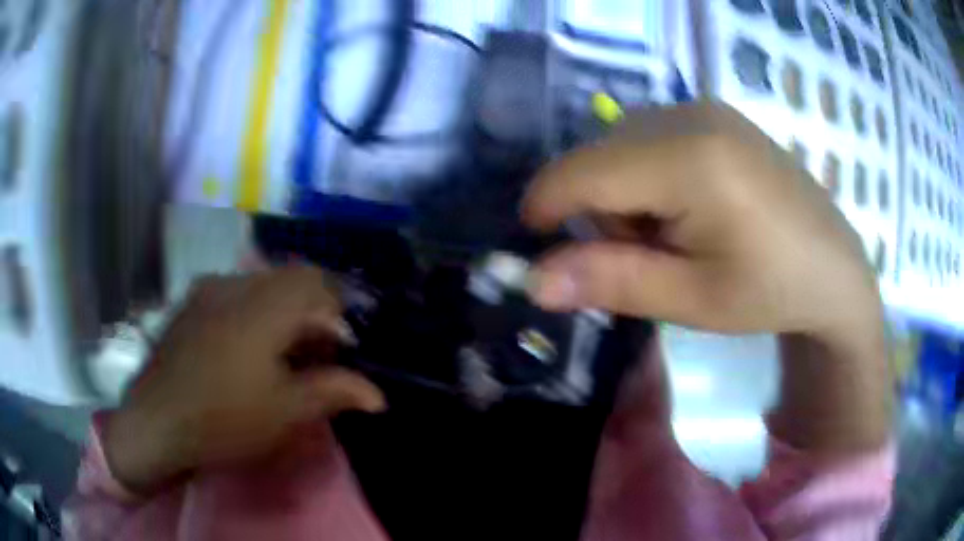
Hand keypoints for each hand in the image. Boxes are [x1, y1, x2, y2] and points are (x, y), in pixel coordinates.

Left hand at [104, 266, 385, 493]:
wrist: (154, 422)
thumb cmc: (223, 419)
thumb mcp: (284, 412)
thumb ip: (332, 392)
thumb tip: (378, 395)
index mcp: (262, 305)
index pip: (315, 280)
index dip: (336, 308)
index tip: (339, 347)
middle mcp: (234, 283)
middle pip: (287, 280)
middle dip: (308, 313)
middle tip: (313, 357)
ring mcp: (206, 290)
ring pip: (259, 286)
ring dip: (280, 312)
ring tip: (279, 357)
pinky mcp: (188, 304)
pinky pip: (232, 294)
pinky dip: (252, 313)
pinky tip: (243, 351)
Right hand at [523, 102, 889, 453]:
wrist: (835, 266)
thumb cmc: (773, 290)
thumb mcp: (693, 298)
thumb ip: (611, 281)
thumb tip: (534, 280)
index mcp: (689, 159)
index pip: (580, 171)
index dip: (545, 209)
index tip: (542, 252)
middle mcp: (691, 114)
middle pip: (598, 155)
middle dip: (600, 211)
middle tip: (648, 257)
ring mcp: (705, 107)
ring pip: (620, 143)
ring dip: (625, 194)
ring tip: (675, 234)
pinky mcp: (715, 113)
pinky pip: (650, 135)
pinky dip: (648, 174)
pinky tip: (691, 205)